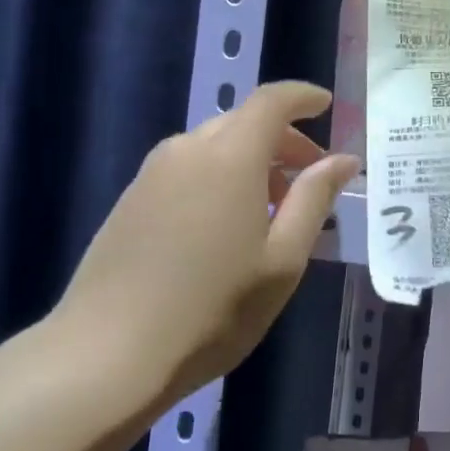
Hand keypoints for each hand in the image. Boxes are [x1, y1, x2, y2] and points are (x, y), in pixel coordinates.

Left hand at [56, 82, 359, 403]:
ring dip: (251, 161)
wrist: (107, 353)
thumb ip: (314, 199)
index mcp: (230, 155)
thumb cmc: (212, 308)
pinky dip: (219, 177)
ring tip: (272, 209)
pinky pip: (188, 168)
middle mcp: (188, 149)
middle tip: (310, 179)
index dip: (303, 97)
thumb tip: (343, 160)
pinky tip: (226, 225)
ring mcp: (152, 172)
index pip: (272, 100)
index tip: (327, 106)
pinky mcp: (131, 198)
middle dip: (283, 140)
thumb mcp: (282, 259)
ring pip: (214, 145)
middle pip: (243, 121)